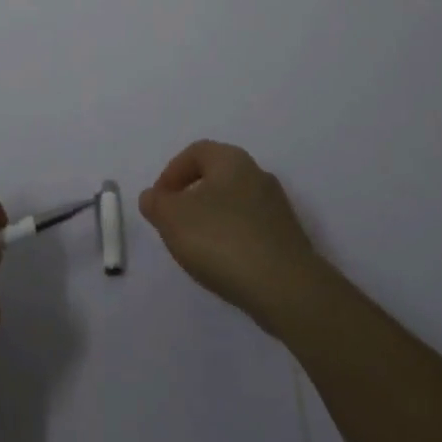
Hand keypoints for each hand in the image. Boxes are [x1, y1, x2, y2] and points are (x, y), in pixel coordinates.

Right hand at [140, 140, 329, 331]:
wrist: (287, 289)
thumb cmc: (223, 241)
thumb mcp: (173, 219)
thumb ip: (156, 204)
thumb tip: (153, 197)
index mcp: (231, 160)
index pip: (195, 152)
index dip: (171, 173)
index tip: (159, 202)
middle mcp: (257, 174)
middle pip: (216, 177)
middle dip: (191, 197)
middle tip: (174, 223)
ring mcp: (277, 208)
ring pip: (234, 204)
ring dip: (211, 220)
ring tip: (197, 249)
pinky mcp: (288, 239)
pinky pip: (250, 230)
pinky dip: (232, 240)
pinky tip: (224, 265)